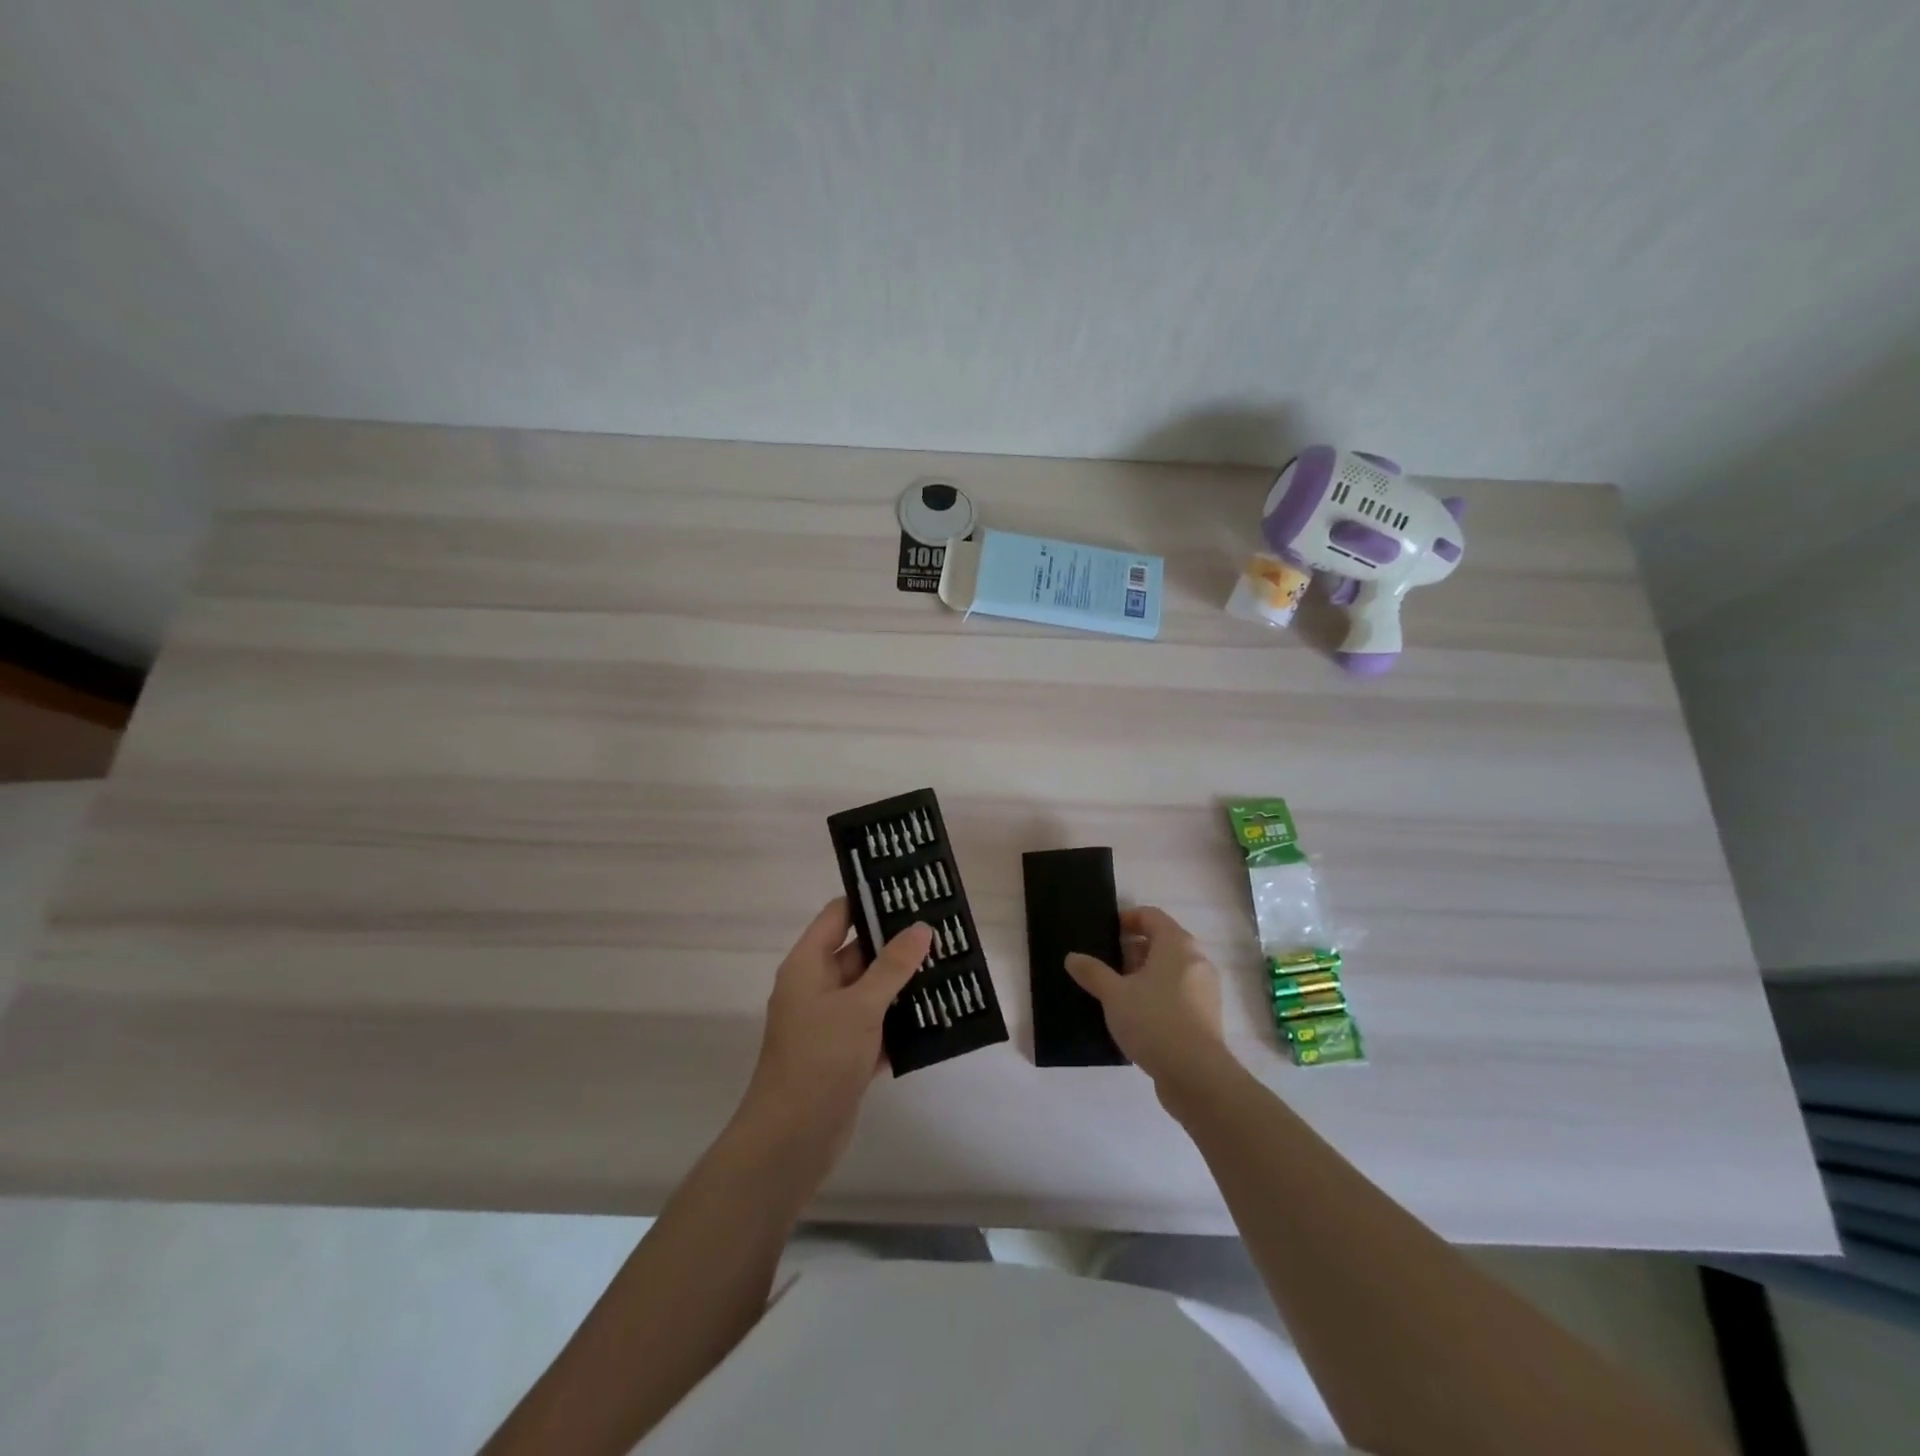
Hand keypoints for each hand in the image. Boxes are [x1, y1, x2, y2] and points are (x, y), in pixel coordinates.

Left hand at [738, 898, 931, 1167]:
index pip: (838, 915)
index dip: (870, 900)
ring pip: (872, 991)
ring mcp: (830, 1023)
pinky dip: (901, 1022)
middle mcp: (816, 987)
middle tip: (942, 930)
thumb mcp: (860, 1006)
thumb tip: (921, 927)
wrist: (791, 1141)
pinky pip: (877, 1026)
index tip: (910, 892)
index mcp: (808, 965)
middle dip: (898, 943)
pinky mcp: (844, 1054)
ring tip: (949, 967)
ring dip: (904, 984)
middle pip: (859, 952)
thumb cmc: (819, 1058)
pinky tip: (938, 1016)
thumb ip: (892, 966)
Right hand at [1065, 906, 1227, 1090]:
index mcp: (1177, 944)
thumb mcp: (1114, 995)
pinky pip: (1179, 992)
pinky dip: (1159, 994)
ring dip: (1145, 973)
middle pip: (1163, 941)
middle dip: (1134, 949)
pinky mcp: (1207, 1015)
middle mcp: (1196, 960)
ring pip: (1171, 969)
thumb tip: (1072, 957)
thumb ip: (1092, 972)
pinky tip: (1138, 1015)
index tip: (1106, 932)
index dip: (1128, 919)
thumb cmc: (1154, 1021)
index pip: (1152, 915)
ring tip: (1118, 991)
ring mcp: (1205, 989)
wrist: (1197, 1075)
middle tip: (1107, 963)